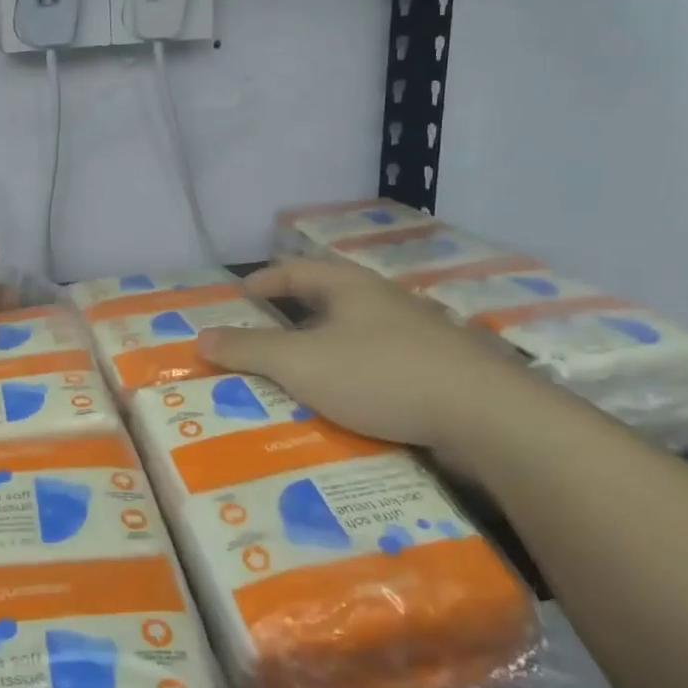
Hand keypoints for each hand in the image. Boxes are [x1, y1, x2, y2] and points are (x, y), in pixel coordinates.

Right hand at [194, 258, 544, 461]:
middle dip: (296, 314)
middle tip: (267, 334)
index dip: (265, 280)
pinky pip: (384, 364)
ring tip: (304, 371)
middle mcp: (385, 301)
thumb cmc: (381, 375)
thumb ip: (248, 350)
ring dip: (329, 346)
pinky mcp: (442, 370)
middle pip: (331, 298)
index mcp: (351, 287)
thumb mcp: (301, 363)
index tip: (242, 294)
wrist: (487, 417)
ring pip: (360, 333)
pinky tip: (352, 401)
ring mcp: (419, 335)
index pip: (296, 270)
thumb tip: (200, 336)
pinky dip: (358, 374)